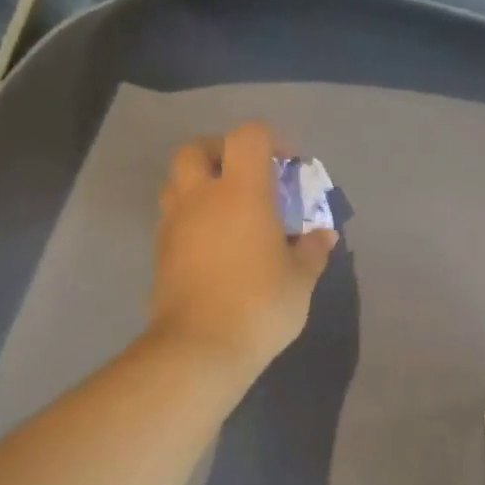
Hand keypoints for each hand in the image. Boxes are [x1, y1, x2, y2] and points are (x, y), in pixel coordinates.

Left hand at [148, 122, 337, 375]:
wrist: (200, 348)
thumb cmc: (260, 304)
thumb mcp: (300, 279)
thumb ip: (313, 250)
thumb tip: (323, 235)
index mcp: (241, 192)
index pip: (248, 137)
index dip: (271, 141)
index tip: (289, 166)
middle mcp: (201, 197)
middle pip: (197, 149)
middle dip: (223, 153)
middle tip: (248, 179)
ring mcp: (174, 223)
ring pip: (178, 181)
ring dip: (202, 184)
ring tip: (229, 211)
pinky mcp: (160, 251)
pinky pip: (173, 216)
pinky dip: (192, 216)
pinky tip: (215, 244)